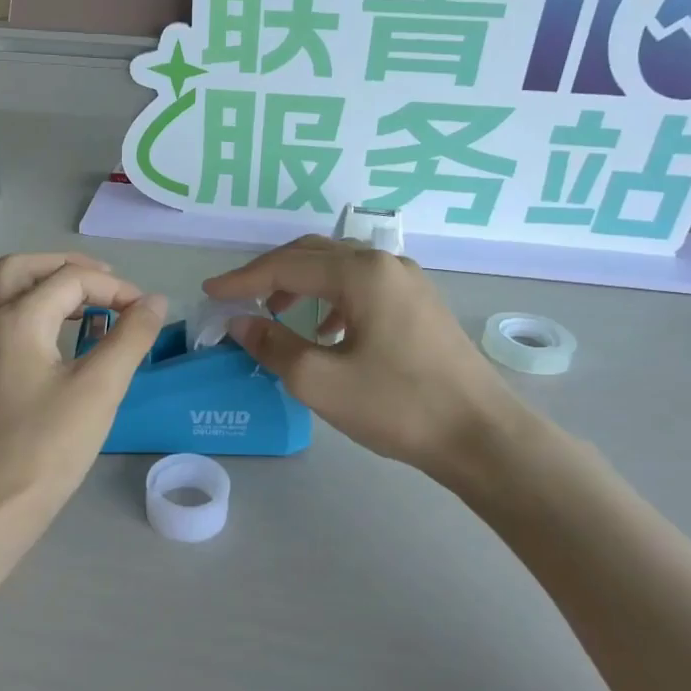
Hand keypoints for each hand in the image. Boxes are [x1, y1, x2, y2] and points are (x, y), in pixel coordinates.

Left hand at [0, 253, 166, 525]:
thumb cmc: (46, 445)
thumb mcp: (99, 388)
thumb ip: (130, 337)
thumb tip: (155, 302)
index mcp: (18, 318)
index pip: (71, 280)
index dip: (115, 289)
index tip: (147, 314)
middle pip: (23, 269)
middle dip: (67, 268)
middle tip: (106, 284)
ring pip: (11, 294)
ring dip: (50, 288)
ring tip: (92, 308)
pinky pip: (9, 322)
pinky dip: (39, 313)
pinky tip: (67, 342)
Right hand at [204, 236, 530, 482]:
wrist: (481, 435)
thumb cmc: (397, 406)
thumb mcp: (320, 381)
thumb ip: (273, 345)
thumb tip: (240, 322)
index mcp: (361, 273)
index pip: (286, 266)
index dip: (242, 279)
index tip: (209, 292)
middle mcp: (386, 264)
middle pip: (314, 255)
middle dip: (270, 273)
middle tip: (238, 296)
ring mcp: (408, 282)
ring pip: (339, 269)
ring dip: (301, 284)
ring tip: (276, 313)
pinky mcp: (420, 305)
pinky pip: (363, 287)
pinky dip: (331, 300)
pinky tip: (326, 332)